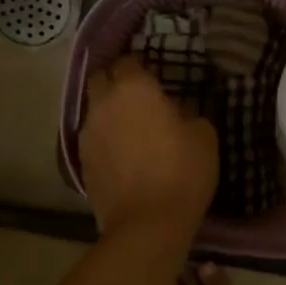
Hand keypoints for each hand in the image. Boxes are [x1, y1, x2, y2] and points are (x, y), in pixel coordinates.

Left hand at [80, 57, 217, 239]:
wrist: (147, 223)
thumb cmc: (183, 172)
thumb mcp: (204, 136)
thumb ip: (188, 113)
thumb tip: (176, 110)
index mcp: (134, 89)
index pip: (128, 61)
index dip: (140, 68)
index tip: (155, 79)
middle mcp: (104, 103)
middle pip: (100, 78)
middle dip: (115, 82)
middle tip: (137, 98)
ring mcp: (88, 133)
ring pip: (94, 109)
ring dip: (109, 112)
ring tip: (130, 129)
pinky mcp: (81, 160)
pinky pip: (93, 138)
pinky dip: (105, 139)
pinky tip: (122, 155)